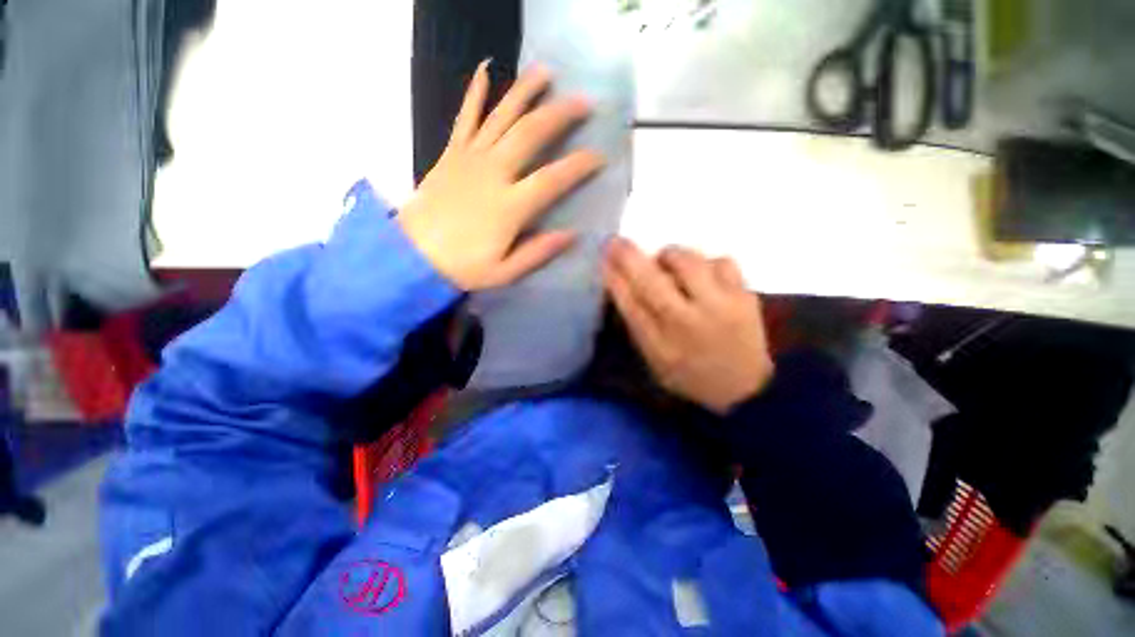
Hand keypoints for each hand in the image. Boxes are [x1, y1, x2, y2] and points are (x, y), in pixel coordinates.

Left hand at [398, 61, 604, 290]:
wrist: (413, 256)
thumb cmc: (463, 267)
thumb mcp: (505, 271)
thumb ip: (539, 252)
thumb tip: (572, 235)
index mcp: (510, 206)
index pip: (553, 178)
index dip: (580, 165)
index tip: (600, 156)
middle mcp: (494, 173)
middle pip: (531, 134)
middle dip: (560, 114)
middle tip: (583, 102)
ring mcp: (470, 159)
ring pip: (502, 116)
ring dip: (526, 92)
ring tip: (546, 72)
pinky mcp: (451, 154)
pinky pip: (465, 118)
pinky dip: (475, 93)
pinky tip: (485, 70)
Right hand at [602, 238, 773, 414]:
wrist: (745, 388)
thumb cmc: (690, 374)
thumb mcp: (655, 359)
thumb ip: (638, 324)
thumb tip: (620, 286)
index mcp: (662, 343)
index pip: (630, 302)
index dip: (613, 278)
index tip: (602, 257)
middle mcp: (688, 322)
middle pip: (652, 279)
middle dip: (629, 256)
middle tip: (617, 243)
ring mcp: (720, 305)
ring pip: (688, 261)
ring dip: (670, 256)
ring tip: (667, 264)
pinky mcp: (745, 295)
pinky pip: (722, 261)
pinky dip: (706, 263)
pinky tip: (702, 275)